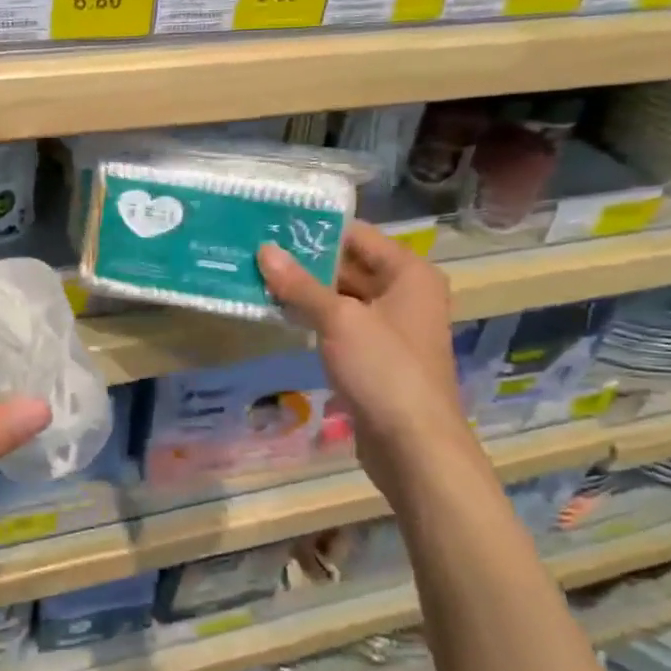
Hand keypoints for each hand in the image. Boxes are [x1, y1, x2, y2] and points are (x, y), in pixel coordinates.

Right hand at [258, 223, 468, 480]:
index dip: (316, 229)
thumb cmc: (385, 370)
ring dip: (305, 291)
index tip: (272, 223)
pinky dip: (313, 318)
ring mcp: (390, 327)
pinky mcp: (375, 357)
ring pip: (341, 297)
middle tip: (255, 250)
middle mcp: (404, 293)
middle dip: (305, 261)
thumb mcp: (340, 319)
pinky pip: (340, 325)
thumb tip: (264, 250)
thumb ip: (300, 284)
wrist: (414, 447)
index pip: (357, 235)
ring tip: (257, 276)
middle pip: (349, 265)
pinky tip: (277, 313)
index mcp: (409, 273)